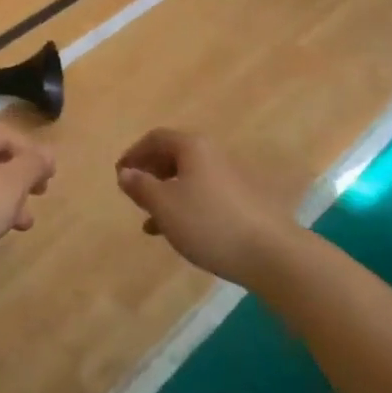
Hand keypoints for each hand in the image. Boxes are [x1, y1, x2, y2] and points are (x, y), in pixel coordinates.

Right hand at [116, 129, 292, 287]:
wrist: (271, 254)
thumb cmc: (209, 223)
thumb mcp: (164, 206)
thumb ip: (141, 186)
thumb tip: (125, 172)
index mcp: (192, 147)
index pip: (155, 138)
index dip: (134, 153)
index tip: (120, 174)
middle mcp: (212, 155)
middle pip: (173, 156)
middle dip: (150, 172)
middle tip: (133, 192)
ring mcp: (229, 179)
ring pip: (188, 178)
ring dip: (165, 193)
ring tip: (148, 217)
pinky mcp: (241, 203)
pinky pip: (203, 196)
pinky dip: (184, 206)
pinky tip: (175, 232)